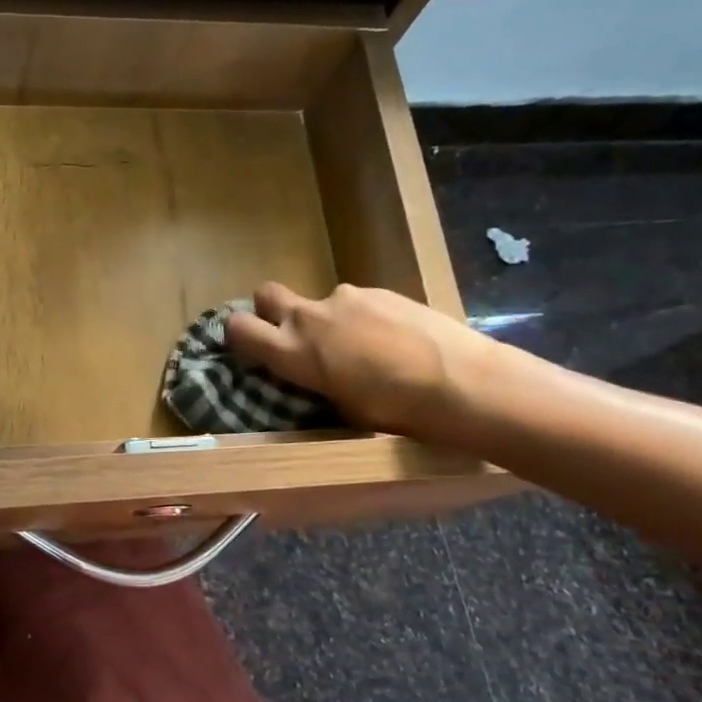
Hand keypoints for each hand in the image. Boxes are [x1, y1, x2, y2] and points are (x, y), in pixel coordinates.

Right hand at [225, 282, 495, 442]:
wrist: (464, 382)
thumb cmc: (395, 411)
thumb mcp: (340, 407)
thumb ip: (314, 381)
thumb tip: (312, 374)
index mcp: (293, 351)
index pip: (238, 327)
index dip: (238, 335)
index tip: (251, 348)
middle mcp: (311, 316)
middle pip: (267, 294)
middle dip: (270, 309)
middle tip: (296, 337)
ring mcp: (348, 297)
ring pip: (321, 303)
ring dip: (330, 320)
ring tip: (365, 350)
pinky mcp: (383, 290)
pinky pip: (358, 302)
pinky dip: (365, 318)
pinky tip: (395, 342)